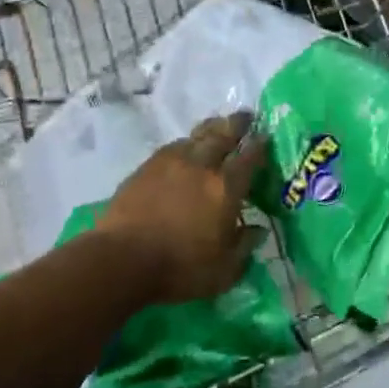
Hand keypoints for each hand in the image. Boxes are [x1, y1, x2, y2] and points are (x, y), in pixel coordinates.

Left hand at [99, 113, 266, 303]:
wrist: (122, 258)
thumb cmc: (179, 268)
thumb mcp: (224, 271)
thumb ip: (244, 247)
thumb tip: (257, 230)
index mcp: (226, 187)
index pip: (249, 157)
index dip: (260, 145)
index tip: (266, 135)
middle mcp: (201, 166)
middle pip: (223, 134)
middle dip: (237, 123)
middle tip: (246, 116)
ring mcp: (171, 162)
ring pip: (196, 136)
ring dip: (211, 129)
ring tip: (217, 126)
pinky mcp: (146, 167)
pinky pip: (173, 146)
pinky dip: (185, 143)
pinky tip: (185, 147)